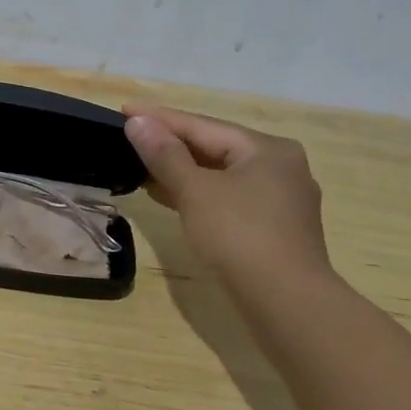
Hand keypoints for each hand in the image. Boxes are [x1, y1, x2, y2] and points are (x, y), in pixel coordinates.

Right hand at [122, 104, 331, 286]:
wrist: (285, 300)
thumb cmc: (239, 235)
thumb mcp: (195, 191)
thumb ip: (164, 155)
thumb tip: (137, 122)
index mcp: (267, 149)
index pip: (203, 125)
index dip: (160, 118)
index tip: (125, 109)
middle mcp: (281, 166)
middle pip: (214, 147)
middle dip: (171, 144)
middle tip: (130, 137)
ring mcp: (281, 199)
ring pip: (221, 175)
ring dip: (181, 171)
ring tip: (141, 167)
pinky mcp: (273, 227)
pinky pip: (228, 198)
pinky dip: (198, 194)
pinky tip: (170, 197)